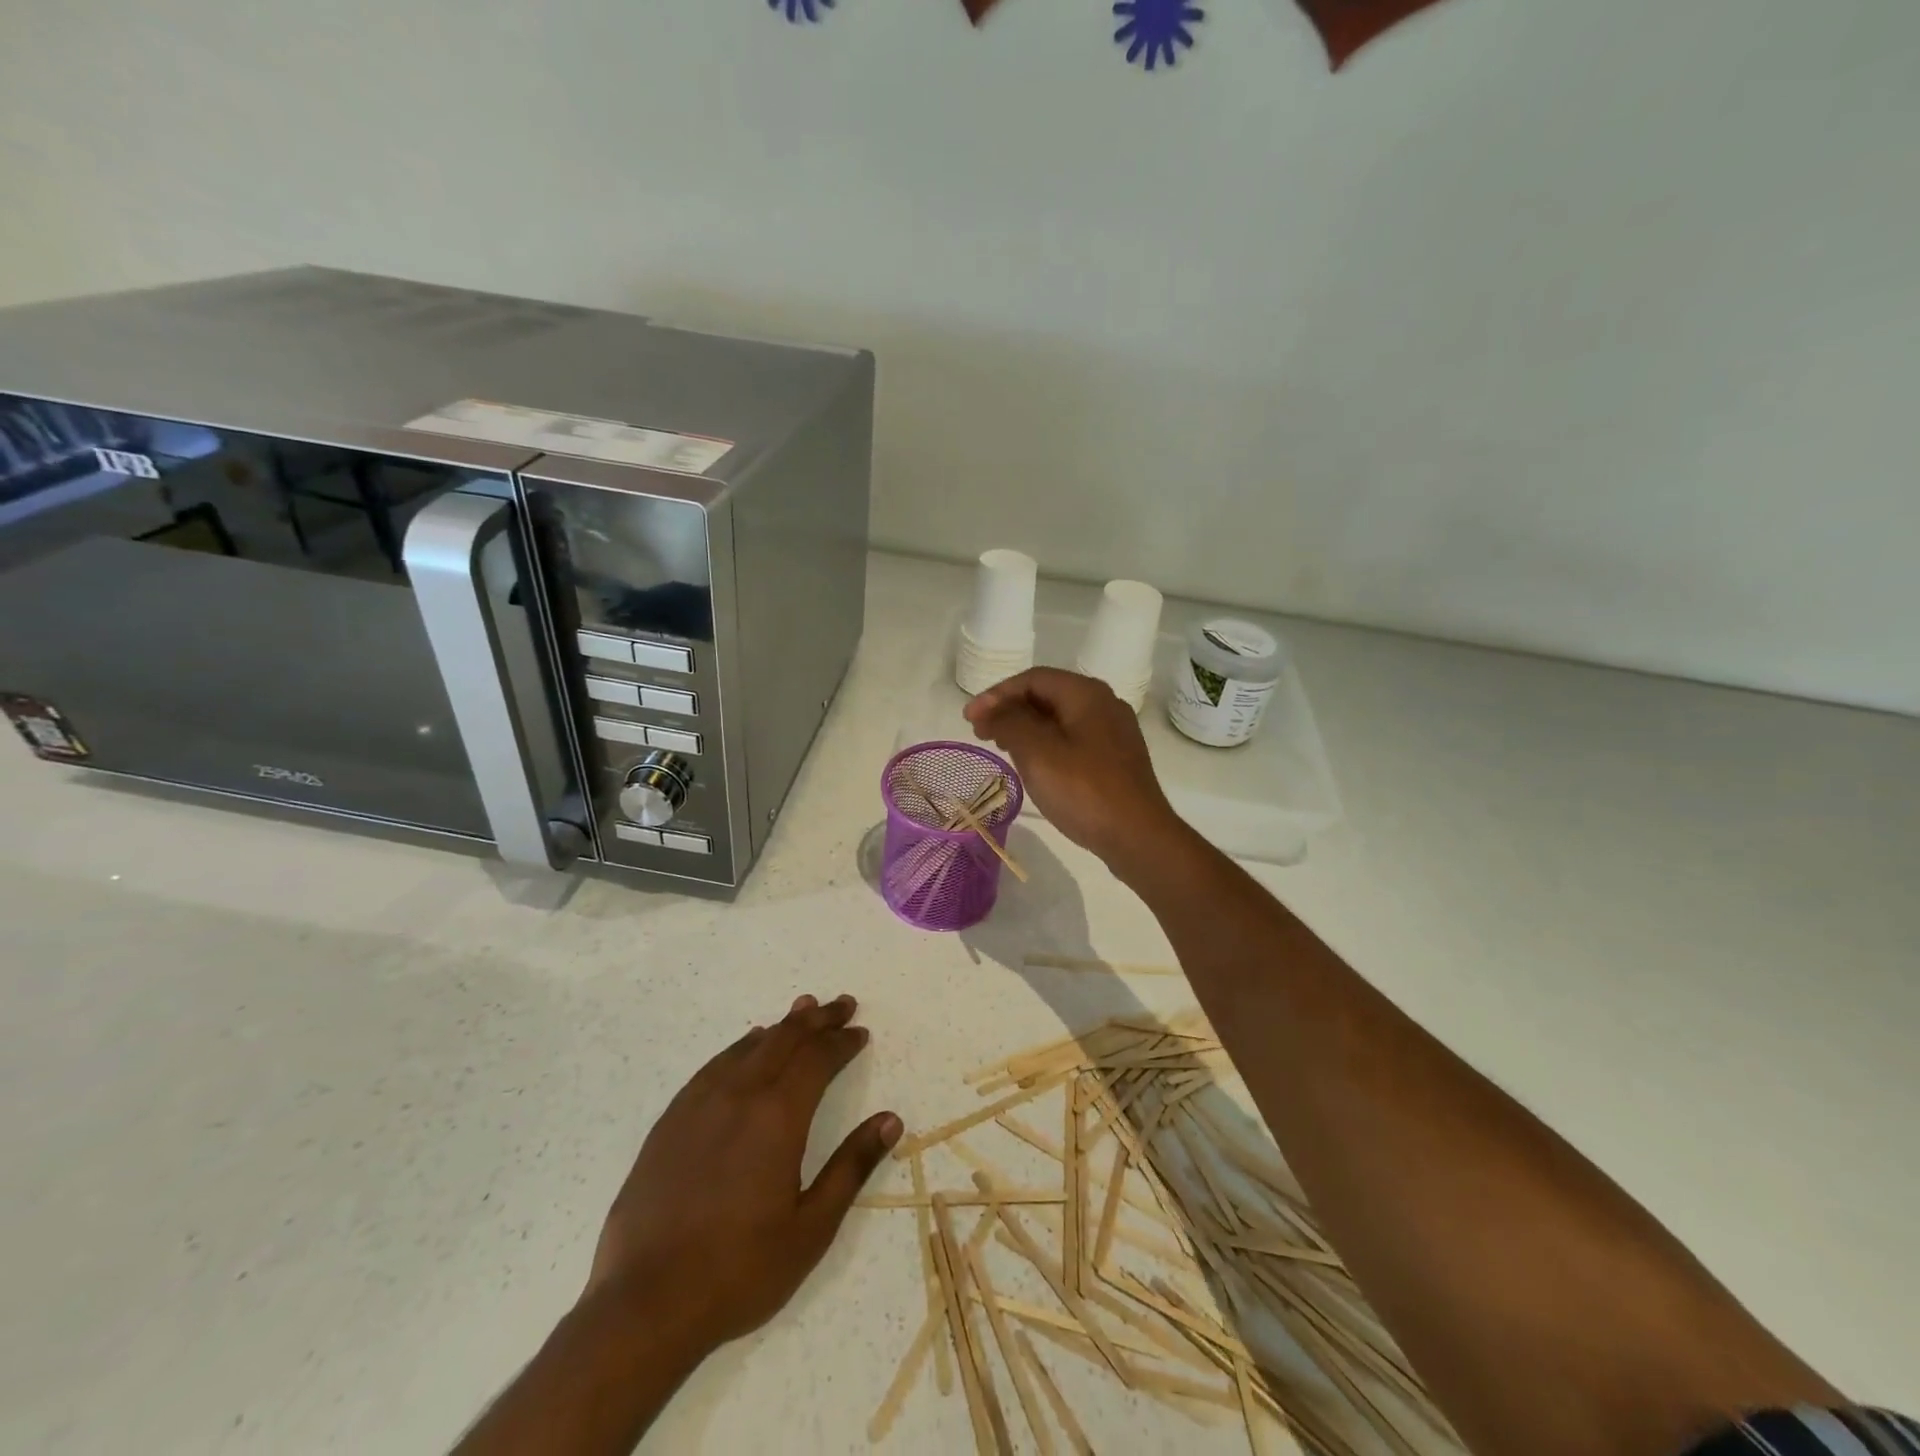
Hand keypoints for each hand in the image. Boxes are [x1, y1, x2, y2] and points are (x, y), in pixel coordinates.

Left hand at [587, 994, 900, 1351]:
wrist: (645, 1305)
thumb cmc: (739, 1271)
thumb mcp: (811, 1228)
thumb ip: (852, 1166)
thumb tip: (890, 1119)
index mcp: (778, 1117)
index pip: (818, 1059)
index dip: (842, 1042)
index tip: (860, 1033)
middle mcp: (740, 1095)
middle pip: (785, 1040)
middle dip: (817, 1019)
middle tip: (841, 1005)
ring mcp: (700, 1104)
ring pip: (749, 1046)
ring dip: (781, 1026)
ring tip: (802, 1010)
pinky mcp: (671, 1121)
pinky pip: (714, 1065)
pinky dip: (741, 1047)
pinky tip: (747, 1046)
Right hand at [963, 667, 1181, 862]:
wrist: (1138, 836)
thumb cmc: (1084, 790)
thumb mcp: (1037, 752)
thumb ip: (1009, 722)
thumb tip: (993, 710)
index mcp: (1086, 694)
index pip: (1032, 679)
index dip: (995, 694)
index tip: (969, 718)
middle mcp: (1104, 704)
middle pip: (1047, 695)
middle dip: (1009, 709)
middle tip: (980, 732)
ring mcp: (1113, 732)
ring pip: (1059, 718)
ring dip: (1025, 727)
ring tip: (1000, 746)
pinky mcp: (1116, 758)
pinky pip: (1073, 739)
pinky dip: (1045, 743)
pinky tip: (1033, 764)